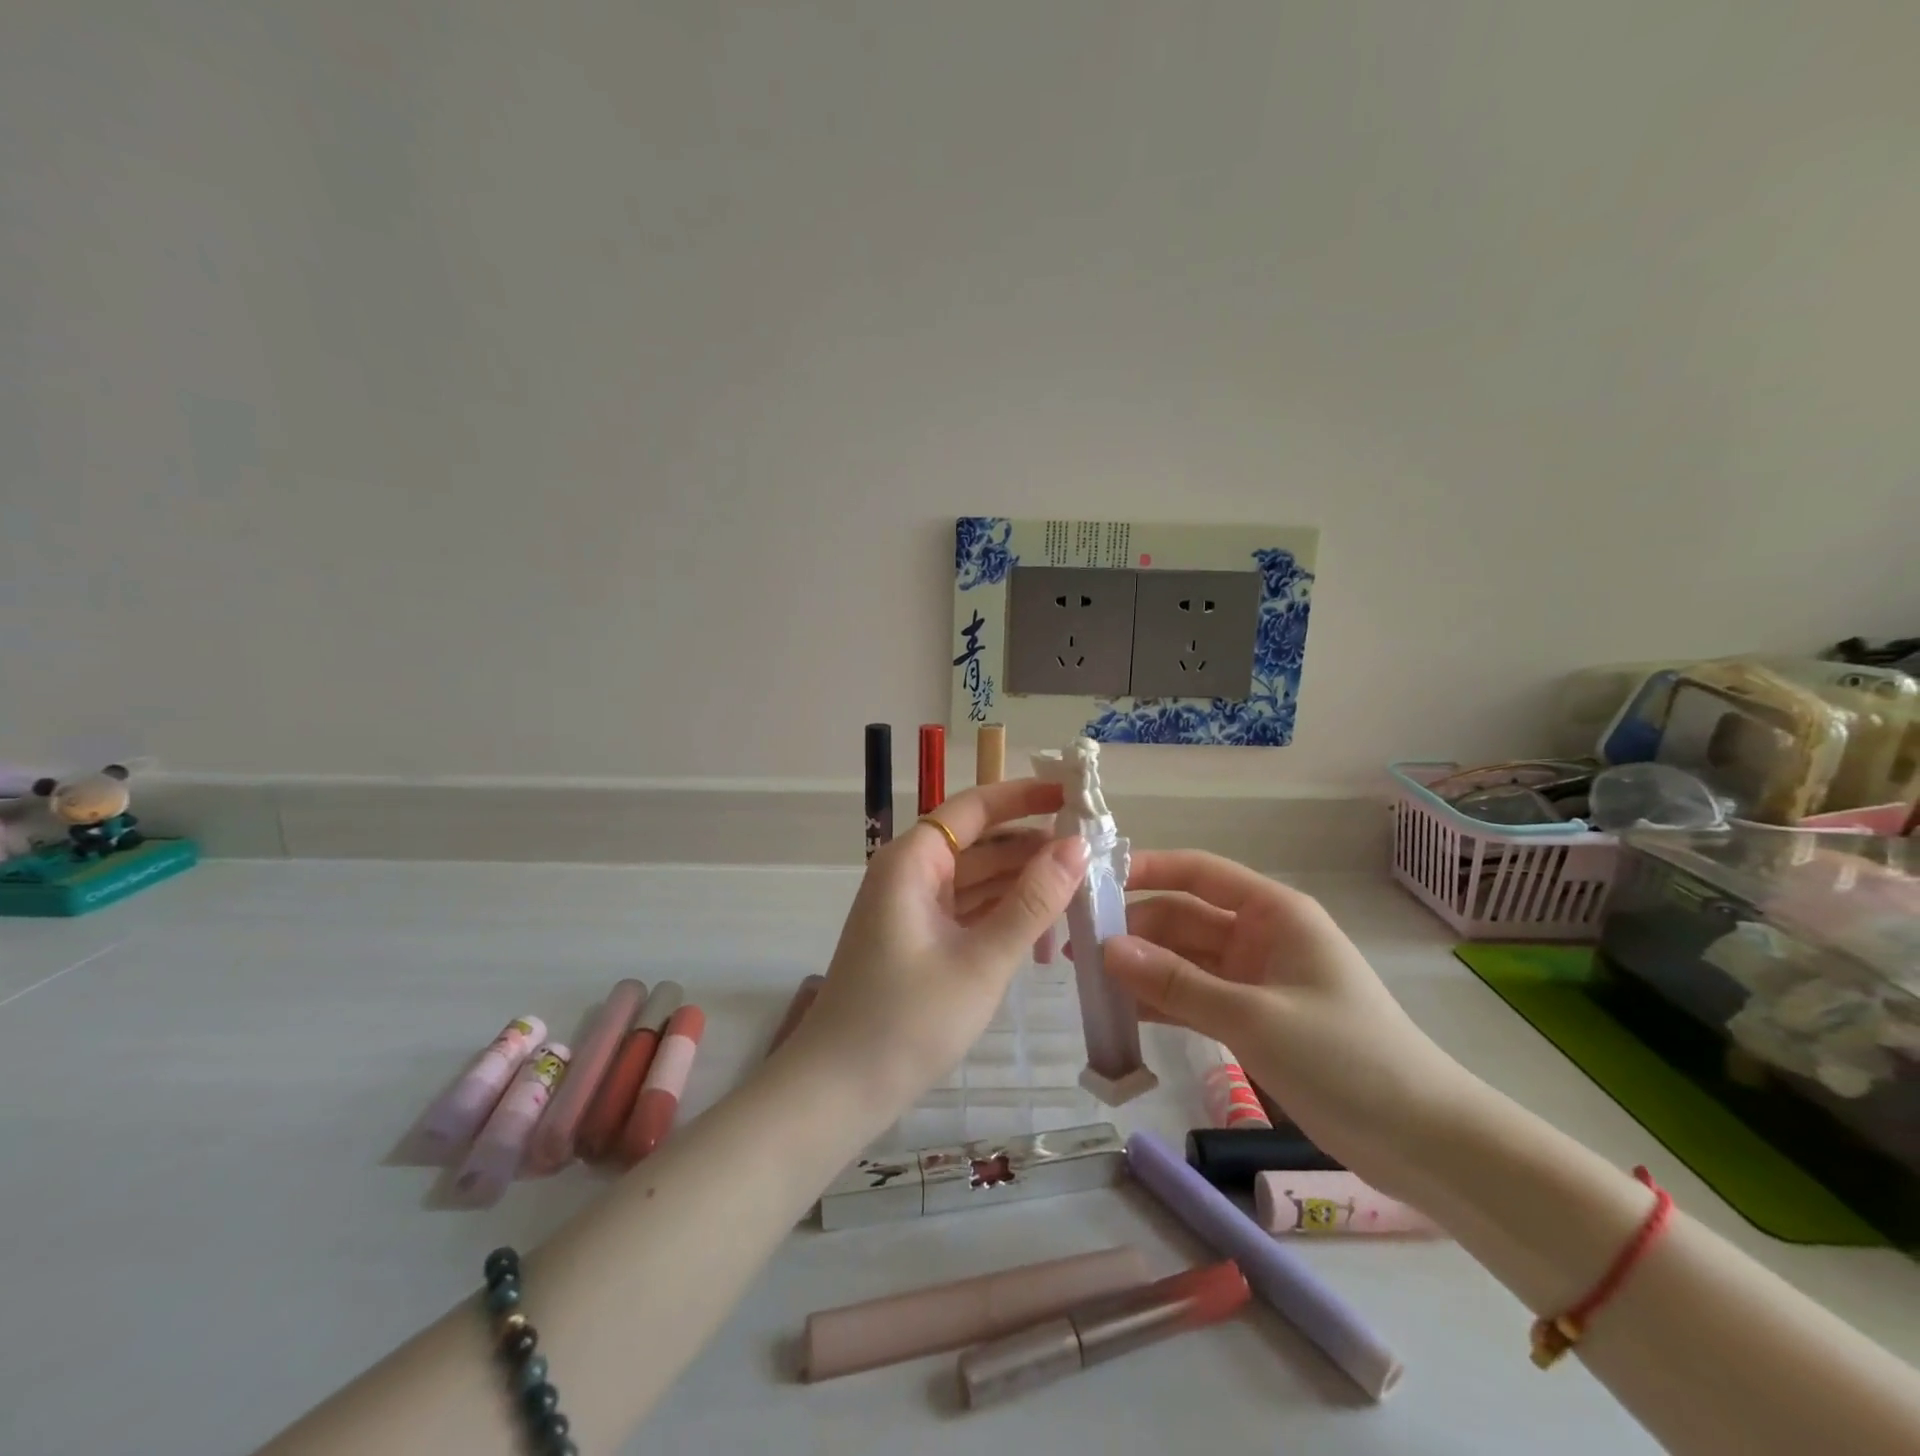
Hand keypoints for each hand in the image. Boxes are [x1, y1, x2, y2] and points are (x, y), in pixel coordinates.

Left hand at [785, 778, 1088, 1117]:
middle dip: (1032, 846)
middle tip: (1093, 854)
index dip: (1024, 796)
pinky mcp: (917, 937)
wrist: (838, 1091)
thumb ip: (1032, 901)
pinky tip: (1046, 927)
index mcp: (913, 861)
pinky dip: (1003, 914)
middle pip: (978, 842)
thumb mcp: (982, 960)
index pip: (974, 807)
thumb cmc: (908, 1021)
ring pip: (976, 878)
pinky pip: (967, 909)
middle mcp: (909, 872)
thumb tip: (1077, 846)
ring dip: (1023, 883)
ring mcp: (911, 906)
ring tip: (1081, 888)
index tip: (1074, 795)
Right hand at [1100, 851, 1479, 1196]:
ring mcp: (1255, 980)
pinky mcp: (1252, 1020)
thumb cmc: (1346, 1058)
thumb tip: (1106, 950)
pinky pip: (1194, 999)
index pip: (1199, 872)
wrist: (1424, 1142)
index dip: (1148, 870)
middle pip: (1184, 918)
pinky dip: (1162, 1005)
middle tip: (1077, 950)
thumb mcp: (1254, 1017)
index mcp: (1273, 912)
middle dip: (1134, 931)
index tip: (1096, 883)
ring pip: (1184, 962)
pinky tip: (1122, 1017)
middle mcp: (1260, 936)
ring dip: (1143, 970)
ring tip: (1087, 984)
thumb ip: (1176, 983)